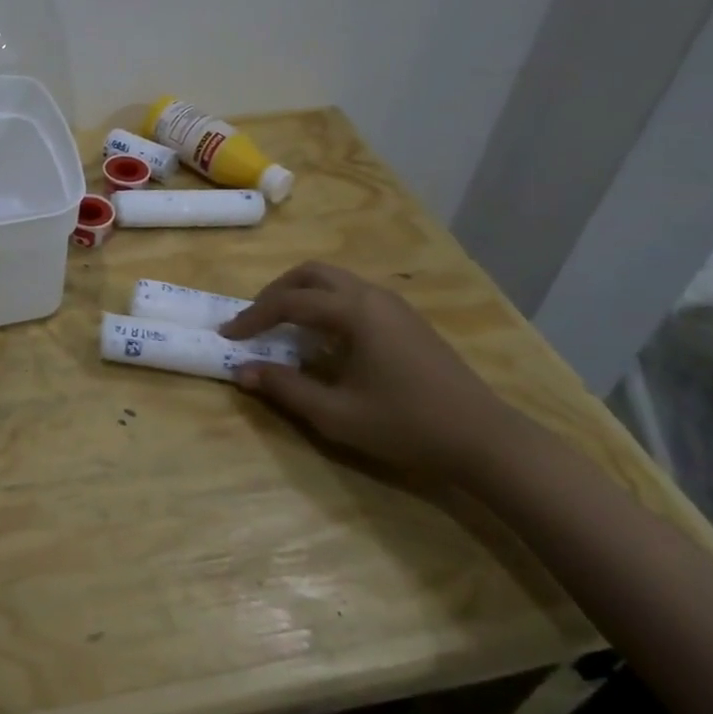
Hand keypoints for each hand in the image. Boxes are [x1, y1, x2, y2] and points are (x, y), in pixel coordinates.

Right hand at [221, 261, 522, 481]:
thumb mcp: (338, 414)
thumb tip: (242, 371)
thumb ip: (286, 389)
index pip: (288, 302)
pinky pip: (352, 294)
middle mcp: (371, 295)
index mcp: (354, 312)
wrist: (485, 439)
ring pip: (333, 280)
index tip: (227, 335)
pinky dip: (325, 304)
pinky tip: (324, 339)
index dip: (252, 317)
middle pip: (310, 274)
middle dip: (275, 292)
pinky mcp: (406, 319)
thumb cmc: (408, 425)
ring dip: (301, 295)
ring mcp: (393, 304)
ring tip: (283, 327)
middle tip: (255, 321)